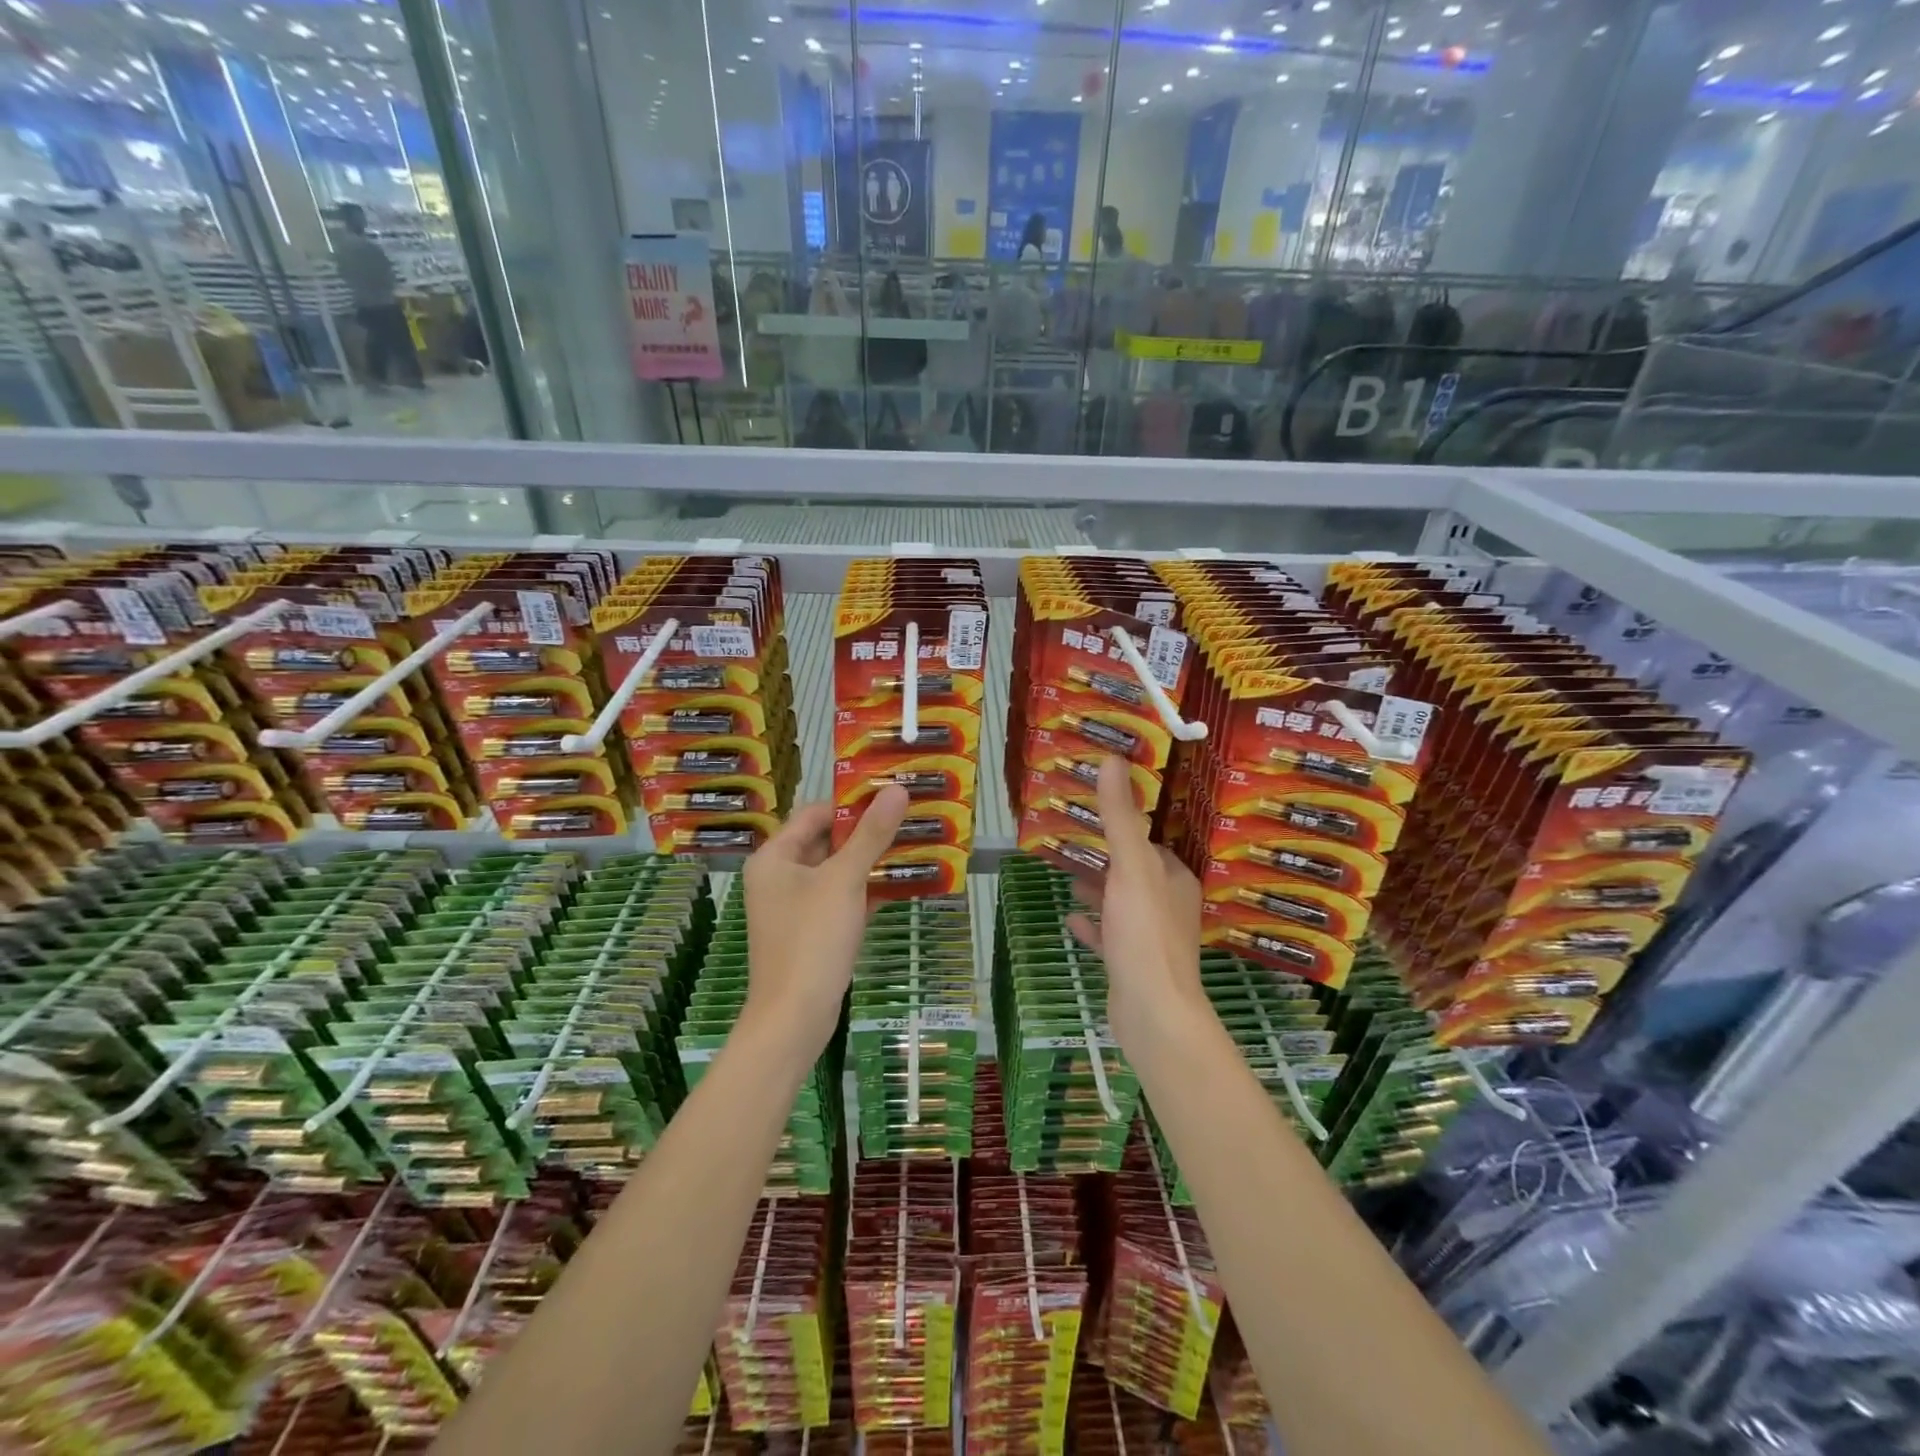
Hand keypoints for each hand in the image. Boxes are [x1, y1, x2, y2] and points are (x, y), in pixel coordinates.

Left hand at [741, 786, 910, 1059]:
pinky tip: (900, 883)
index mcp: (774, 857)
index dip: (851, 803)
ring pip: (835, 872)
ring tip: (912, 843)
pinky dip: (865, 890)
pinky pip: (839, 899)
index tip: (891, 794)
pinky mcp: (810, 932)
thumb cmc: (812, 938)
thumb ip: (871, 834)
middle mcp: (779, 877)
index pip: (814, 813)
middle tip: (908, 817)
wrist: (794, 1017)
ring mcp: (794, 907)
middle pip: (825, 841)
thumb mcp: (844, 879)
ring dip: (869, 860)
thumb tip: (897, 789)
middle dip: (866, 831)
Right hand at [1066, 755, 1206, 1056]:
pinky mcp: (1134, 965)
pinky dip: (1093, 925)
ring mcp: (1152, 938)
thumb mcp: (1130, 866)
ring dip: (1098, 889)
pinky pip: (1110, 936)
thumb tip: (1113, 759)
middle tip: (1070, 840)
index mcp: (1175, 878)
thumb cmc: (1144, 932)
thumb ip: (1120, 816)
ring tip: (1066, 874)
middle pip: (1134, 872)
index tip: (1093, 811)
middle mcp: (1169, 905)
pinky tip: (1070, 919)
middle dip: (1106, 857)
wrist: (1152, 1012)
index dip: (1124, 826)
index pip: (1149, 843)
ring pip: (1121, 903)